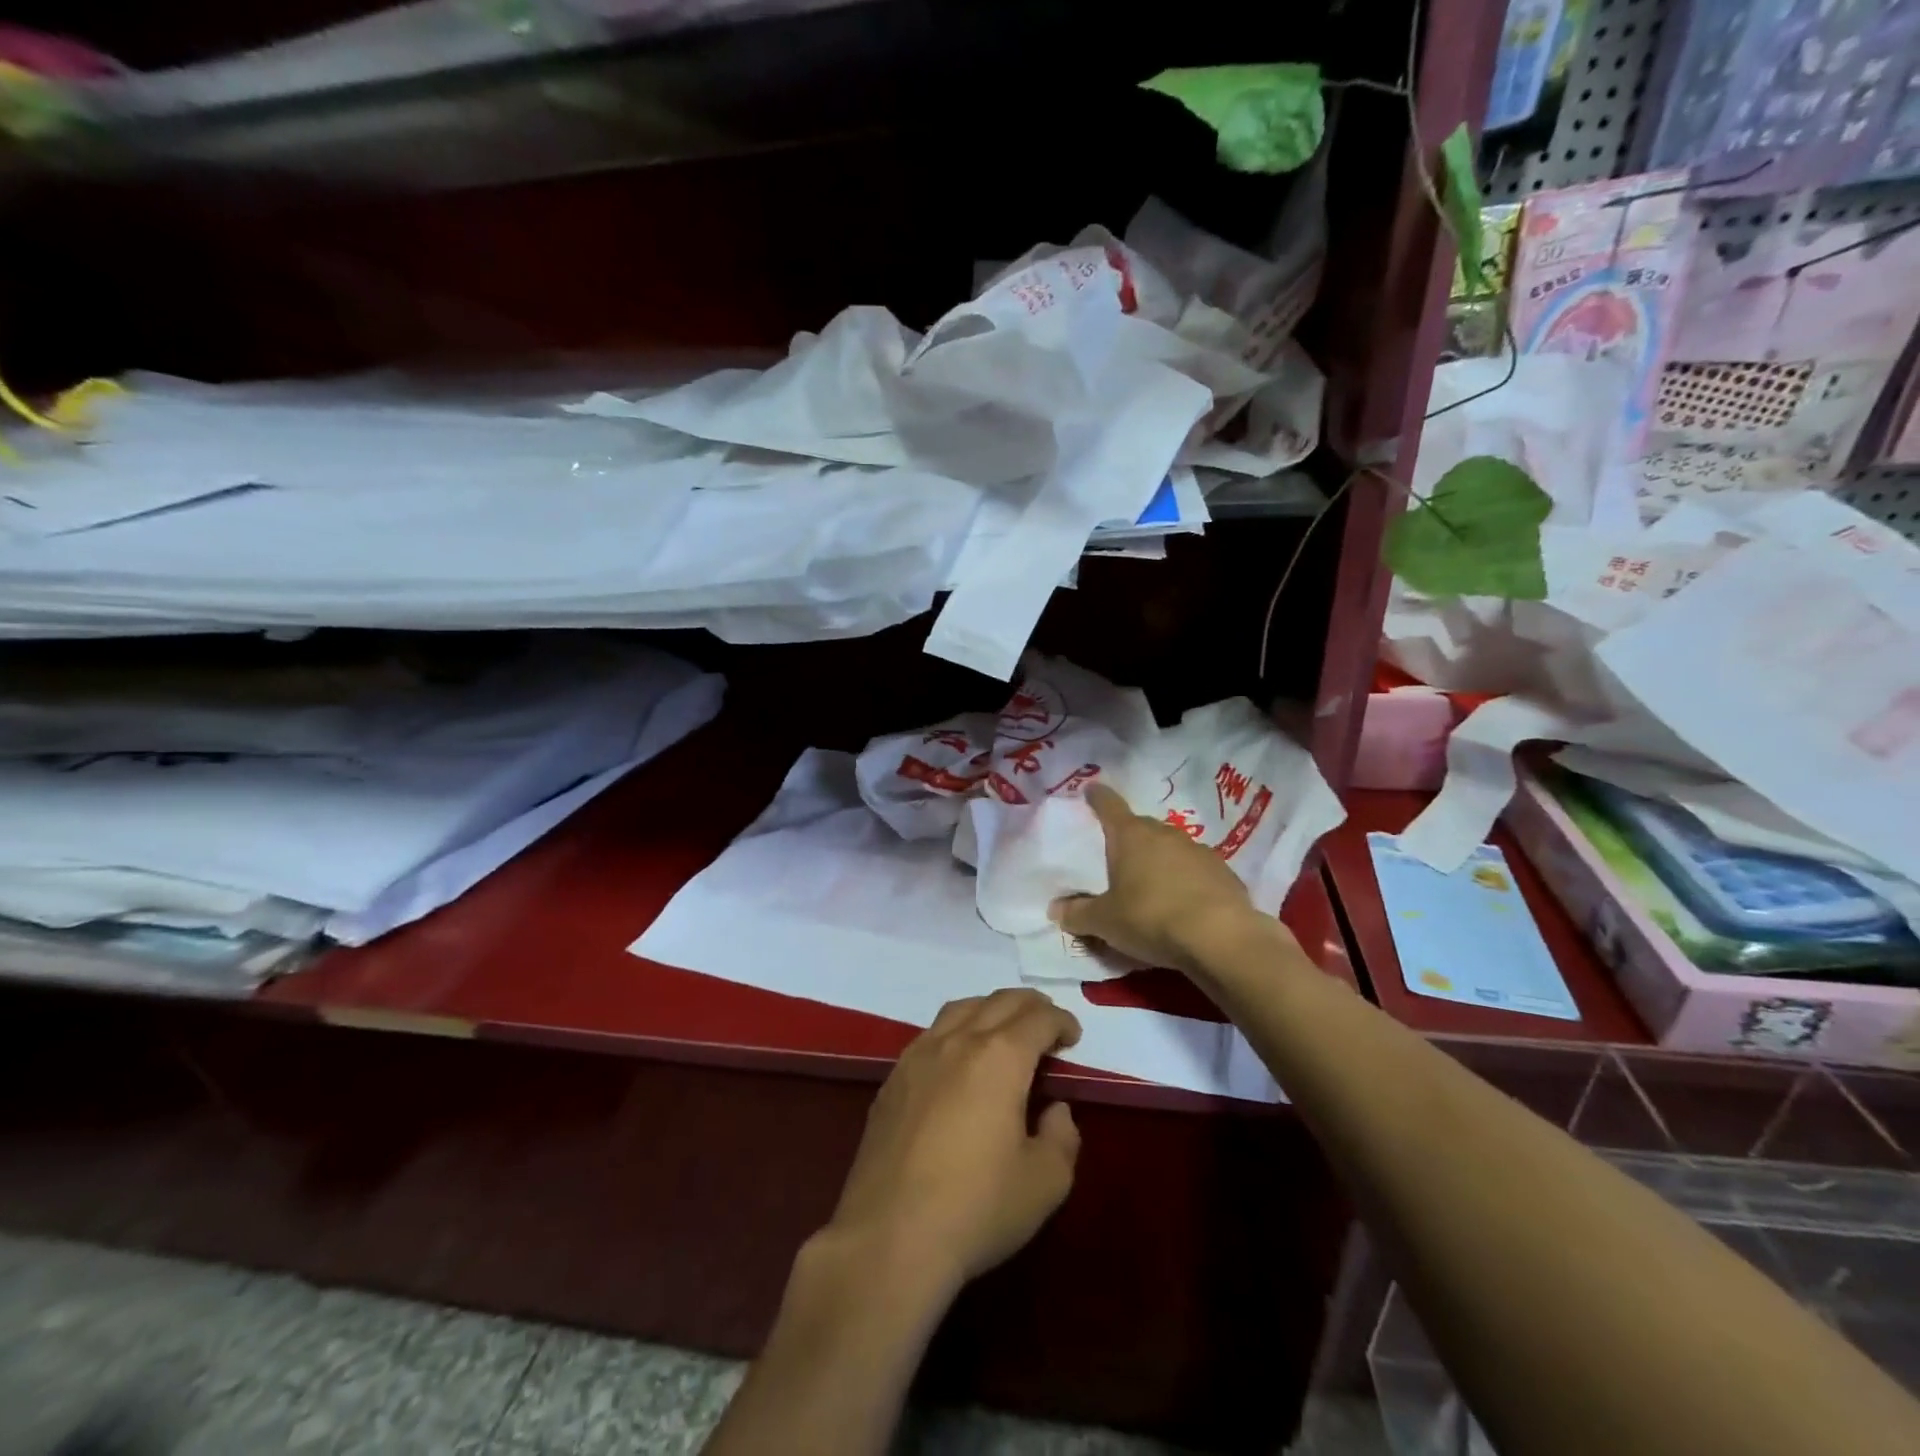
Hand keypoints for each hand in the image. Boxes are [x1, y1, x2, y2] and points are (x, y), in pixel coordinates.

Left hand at [823, 989, 1081, 1294]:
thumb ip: (1061, 1137)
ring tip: (1004, 1029)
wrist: (890, 1237)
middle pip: (999, 1001)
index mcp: (1000, 1057)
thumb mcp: (1044, 1183)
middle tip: (1047, 1023)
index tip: (1073, 1036)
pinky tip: (957, 1059)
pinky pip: (931, 1033)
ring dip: (990, 1009)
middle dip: (1030, 1005)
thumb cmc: (977, 1208)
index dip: (1061, 1021)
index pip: (1038, 1018)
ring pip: (961, 1009)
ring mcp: (919, 1055)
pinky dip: (956, 1029)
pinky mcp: (893, 1078)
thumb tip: (1055, 1110)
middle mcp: (958, 1041)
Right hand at [1050, 782, 1264, 975]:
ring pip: (1170, 849)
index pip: (1108, 805)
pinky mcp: (1224, 872)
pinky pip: (1196, 871)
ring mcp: (1198, 850)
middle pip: (1140, 828)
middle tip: (1116, 860)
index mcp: (1130, 835)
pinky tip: (1184, 906)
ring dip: (1159, 862)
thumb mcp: (1104, 922)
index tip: (1091, 790)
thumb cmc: (1151, 918)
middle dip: (1128, 840)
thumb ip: (1077, 914)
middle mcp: (1164, 833)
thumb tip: (1056, 908)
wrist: (1221, 938)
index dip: (1097, 797)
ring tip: (1151, 889)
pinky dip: (1186, 882)